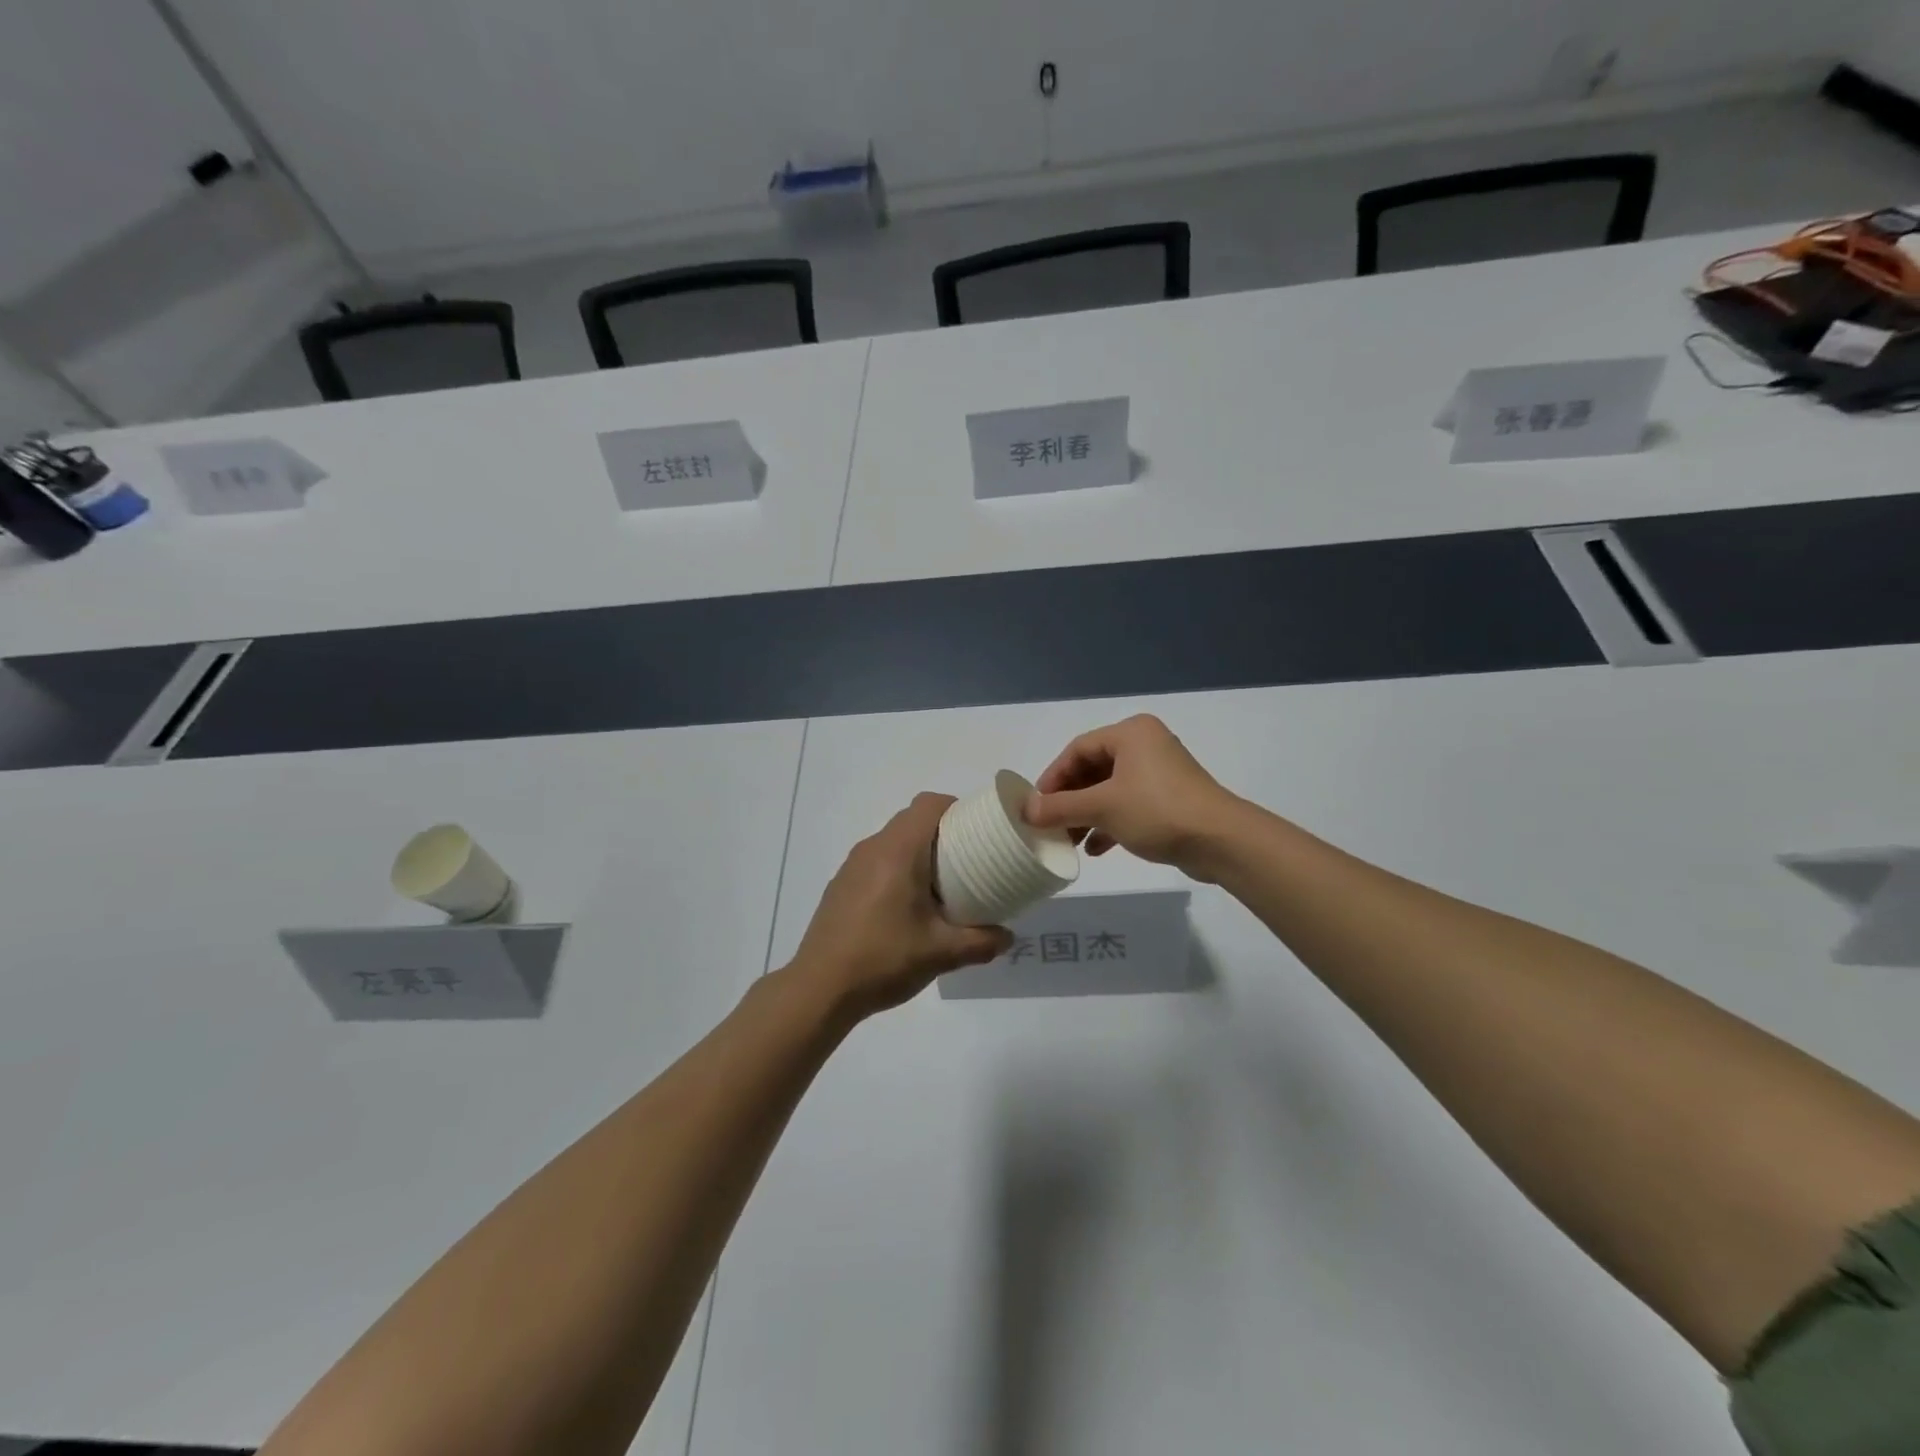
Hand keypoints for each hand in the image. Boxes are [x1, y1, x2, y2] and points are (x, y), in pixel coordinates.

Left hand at [789, 794, 1012, 1017]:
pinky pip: (877, 861)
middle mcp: (873, 848)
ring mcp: (852, 866)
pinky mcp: (841, 885)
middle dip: (943, 833)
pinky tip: (906, 908)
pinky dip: (897, 869)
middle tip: (969, 862)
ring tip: (941, 887)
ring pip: (893, 841)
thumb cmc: (883, 959)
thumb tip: (1007, 936)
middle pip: (912, 820)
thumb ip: (981, 941)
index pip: (929, 804)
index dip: (957, 809)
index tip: (978, 832)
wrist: (819, 988)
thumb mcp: (941, 953)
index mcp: (898, 850)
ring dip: (919, 853)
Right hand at [1024, 715, 1243, 878]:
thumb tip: (1026, 811)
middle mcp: (1145, 746)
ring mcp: (1159, 773)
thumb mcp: (1102, 807)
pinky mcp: (1169, 799)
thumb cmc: (1157, 811)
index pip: (1077, 749)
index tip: (1036, 806)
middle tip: (1050, 824)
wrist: (1220, 841)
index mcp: (1130, 733)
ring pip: (1110, 790)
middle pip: (1093, 769)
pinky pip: (1128, 805)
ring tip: (1069, 841)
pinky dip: (1109, 823)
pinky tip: (1096, 849)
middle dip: (1069, 800)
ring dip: (1086, 815)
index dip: (1052, 777)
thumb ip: (1060, 807)